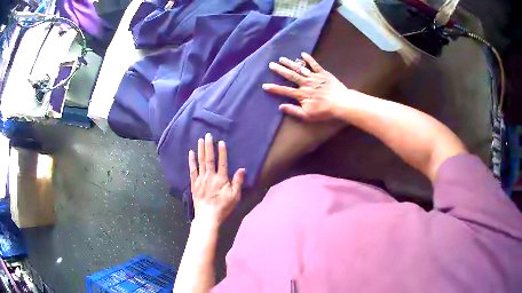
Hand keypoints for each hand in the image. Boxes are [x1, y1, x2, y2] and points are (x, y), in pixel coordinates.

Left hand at [189, 133, 244, 225]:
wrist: (208, 217)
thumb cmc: (223, 207)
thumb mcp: (235, 196)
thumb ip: (238, 182)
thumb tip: (242, 169)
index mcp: (221, 179)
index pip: (222, 162)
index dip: (222, 151)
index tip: (220, 141)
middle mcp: (210, 176)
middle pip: (209, 158)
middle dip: (208, 146)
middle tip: (207, 135)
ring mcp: (201, 179)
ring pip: (201, 162)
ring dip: (200, 150)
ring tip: (200, 140)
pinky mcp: (194, 184)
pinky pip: (192, 170)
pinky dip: (191, 161)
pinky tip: (191, 153)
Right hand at [262, 52, 349, 121]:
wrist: (341, 103)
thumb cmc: (325, 111)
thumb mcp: (308, 115)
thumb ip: (294, 110)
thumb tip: (281, 107)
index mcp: (301, 94)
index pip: (284, 90)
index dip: (274, 88)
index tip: (264, 85)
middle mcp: (305, 83)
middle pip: (290, 75)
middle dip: (280, 70)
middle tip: (271, 64)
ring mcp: (314, 77)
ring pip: (300, 68)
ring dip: (290, 63)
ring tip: (282, 58)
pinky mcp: (323, 73)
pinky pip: (315, 64)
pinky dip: (309, 59)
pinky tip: (303, 54)